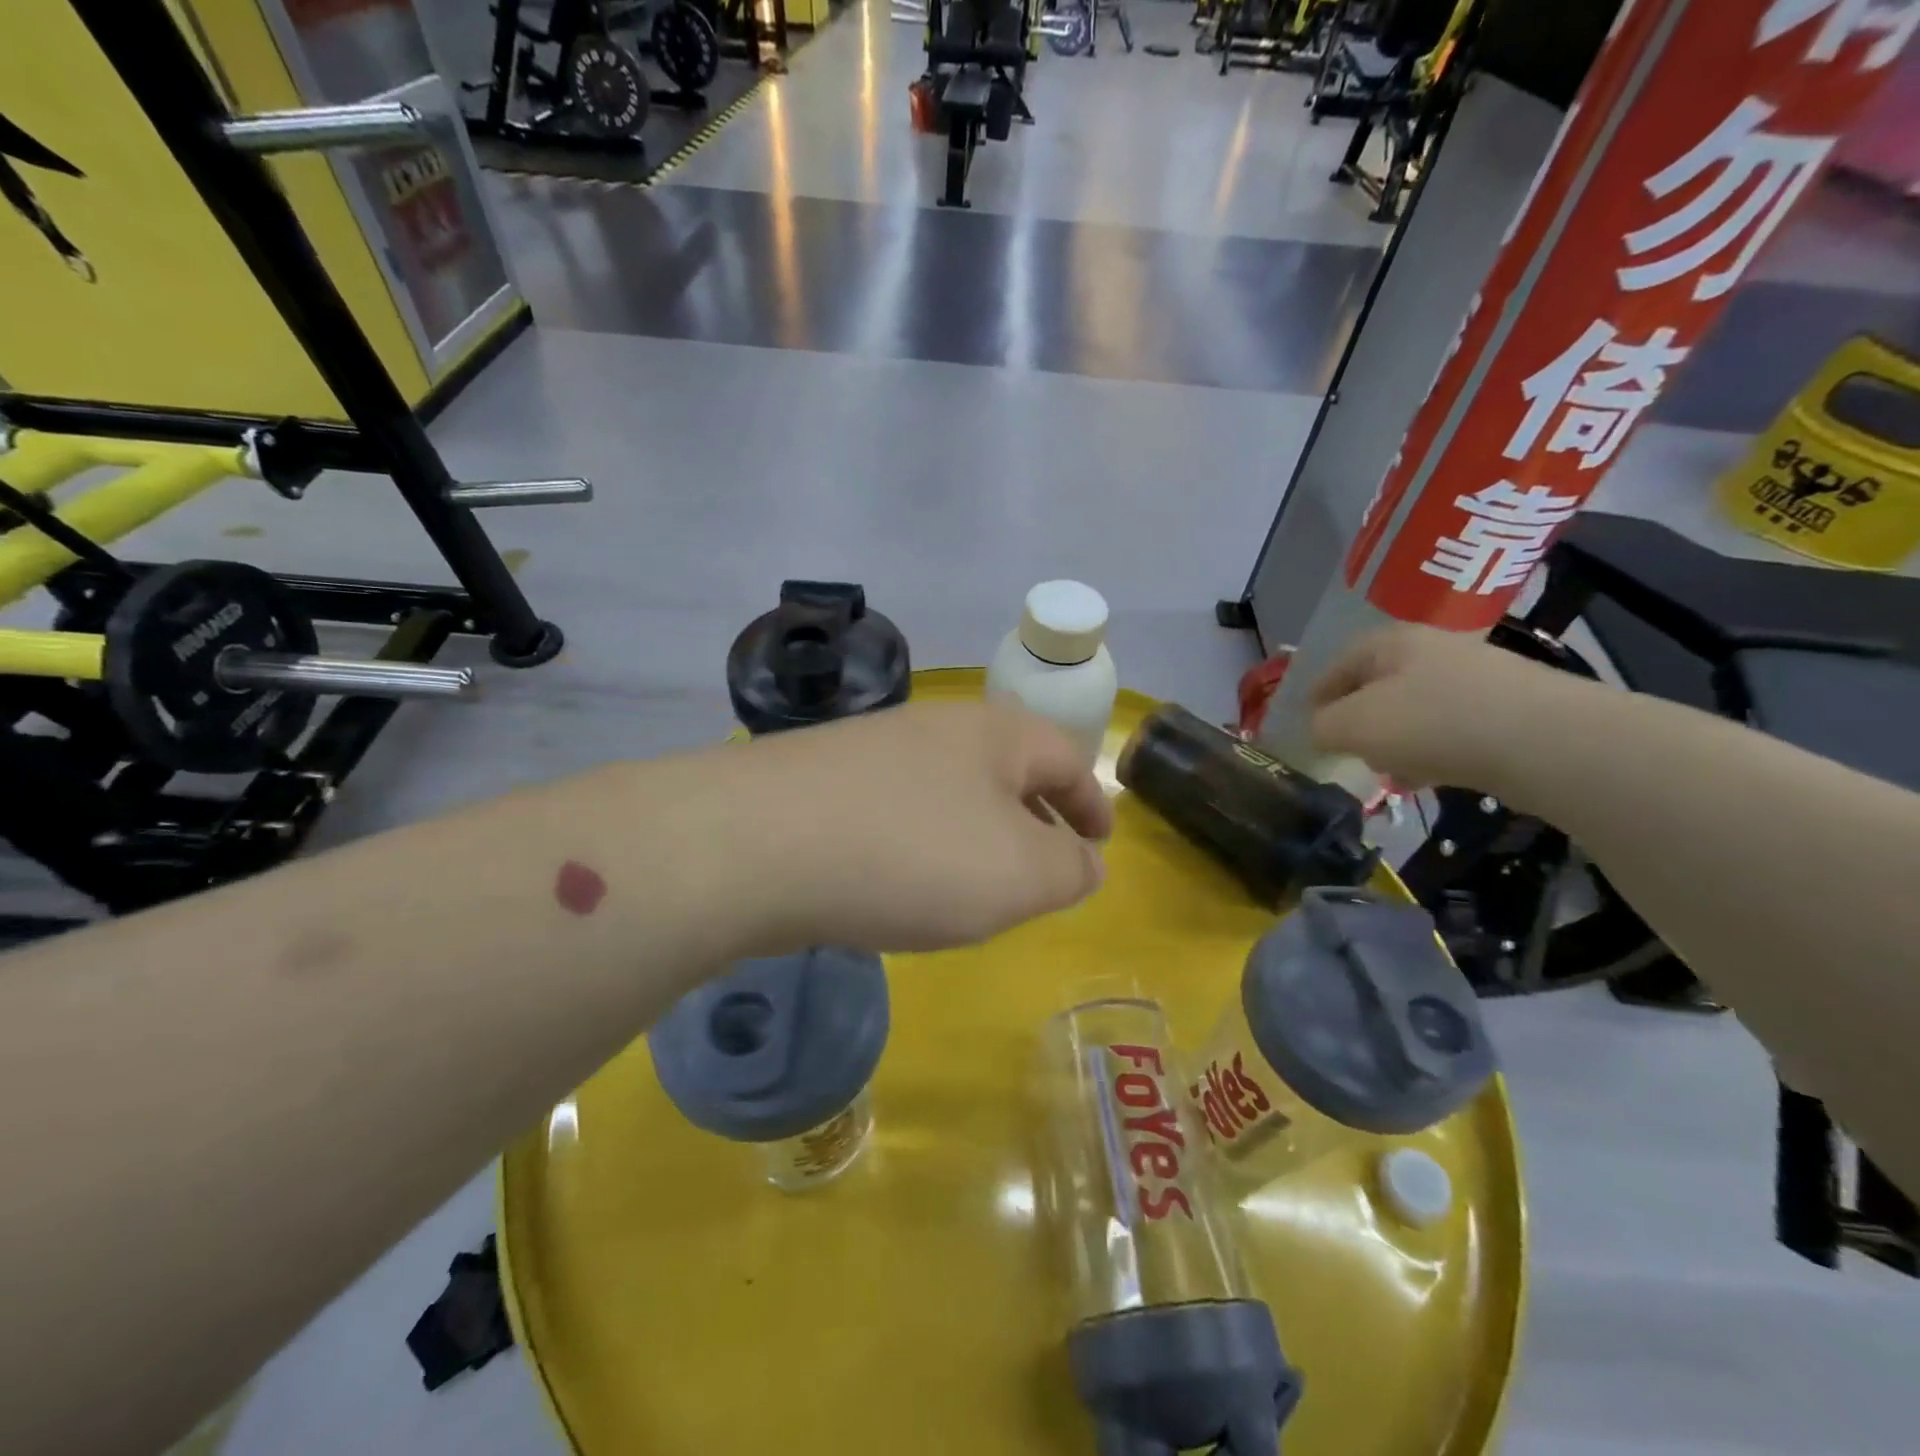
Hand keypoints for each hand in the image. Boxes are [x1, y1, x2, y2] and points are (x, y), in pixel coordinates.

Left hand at [733, 700, 1112, 952]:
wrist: (754, 844)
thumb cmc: (912, 854)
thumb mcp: (1019, 874)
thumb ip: (1068, 869)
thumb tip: (1083, 862)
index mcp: (994, 733)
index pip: (1065, 758)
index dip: (1091, 803)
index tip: (1100, 842)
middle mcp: (934, 727)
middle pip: (1003, 766)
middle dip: (1032, 815)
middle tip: (1044, 865)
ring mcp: (870, 750)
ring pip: (947, 788)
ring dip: (974, 830)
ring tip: (975, 882)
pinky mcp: (820, 781)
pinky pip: (895, 810)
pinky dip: (920, 842)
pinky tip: (899, 880)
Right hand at [1308, 624, 1569, 790]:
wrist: (1548, 742)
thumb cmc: (1432, 722)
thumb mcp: (1352, 726)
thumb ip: (1321, 727)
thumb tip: (1322, 730)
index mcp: (1391, 642)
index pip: (1338, 663)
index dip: (1317, 694)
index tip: (1307, 724)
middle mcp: (1433, 649)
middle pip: (1378, 686)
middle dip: (1359, 720)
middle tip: (1348, 751)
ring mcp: (1476, 677)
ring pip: (1415, 710)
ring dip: (1396, 740)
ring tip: (1391, 771)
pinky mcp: (1508, 708)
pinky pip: (1451, 729)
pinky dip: (1434, 750)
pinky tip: (1433, 776)